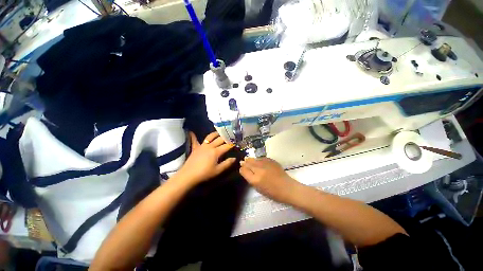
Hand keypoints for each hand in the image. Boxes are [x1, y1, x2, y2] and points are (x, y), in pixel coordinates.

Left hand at [177, 131, 235, 184]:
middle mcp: (210, 146)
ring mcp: (202, 146)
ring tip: (219, 132)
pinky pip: (195, 140)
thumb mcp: (218, 170)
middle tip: (230, 136)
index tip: (236, 142)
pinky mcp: (195, 148)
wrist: (188, 175)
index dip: (232, 144)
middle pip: (219, 139)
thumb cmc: (204, 173)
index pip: (226, 146)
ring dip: (215, 134)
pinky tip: (191, 132)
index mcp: (216, 152)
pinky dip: (194, 136)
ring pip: (209, 137)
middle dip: (226, 137)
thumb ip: (227, 163)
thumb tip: (234, 158)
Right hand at [239, 158, 299, 203]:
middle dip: (244, 162)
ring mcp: (265, 164)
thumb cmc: (272, 192)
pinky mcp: (270, 160)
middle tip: (243, 162)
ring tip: (248, 159)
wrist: (286, 187)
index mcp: (255, 180)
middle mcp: (259, 170)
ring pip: (254, 159)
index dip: (242, 169)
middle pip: (248, 163)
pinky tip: (257, 160)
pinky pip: (261, 158)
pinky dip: (258, 159)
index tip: (241, 168)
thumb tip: (244, 170)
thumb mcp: (258, 188)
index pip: (244, 171)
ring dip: (250, 160)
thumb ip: (250, 179)